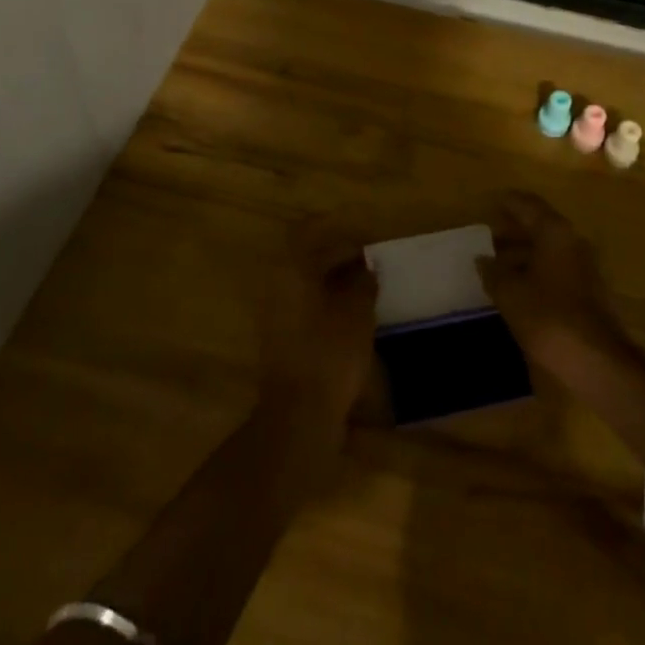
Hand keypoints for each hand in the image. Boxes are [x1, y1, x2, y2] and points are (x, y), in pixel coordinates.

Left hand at [258, 219, 377, 431]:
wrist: (299, 416)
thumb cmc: (329, 353)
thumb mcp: (356, 312)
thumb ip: (362, 282)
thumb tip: (365, 268)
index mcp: (290, 270)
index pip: (307, 231)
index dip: (335, 228)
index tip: (361, 233)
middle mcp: (276, 286)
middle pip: (306, 257)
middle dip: (338, 256)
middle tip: (370, 262)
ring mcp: (275, 315)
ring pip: (306, 284)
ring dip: (334, 281)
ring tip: (366, 288)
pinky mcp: (281, 341)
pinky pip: (305, 307)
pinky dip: (327, 303)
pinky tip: (353, 315)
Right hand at [477, 193, 630, 383]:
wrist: (597, 363)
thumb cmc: (550, 318)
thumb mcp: (511, 294)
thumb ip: (494, 272)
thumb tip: (482, 259)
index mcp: (555, 233)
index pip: (529, 205)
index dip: (509, 202)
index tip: (490, 202)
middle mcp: (573, 243)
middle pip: (540, 227)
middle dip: (514, 229)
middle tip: (487, 234)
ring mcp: (584, 268)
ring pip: (548, 250)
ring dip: (524, 253)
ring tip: (496, 263)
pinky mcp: (588, 293)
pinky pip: (556, 270)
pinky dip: (535, 271)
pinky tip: (517, 287)